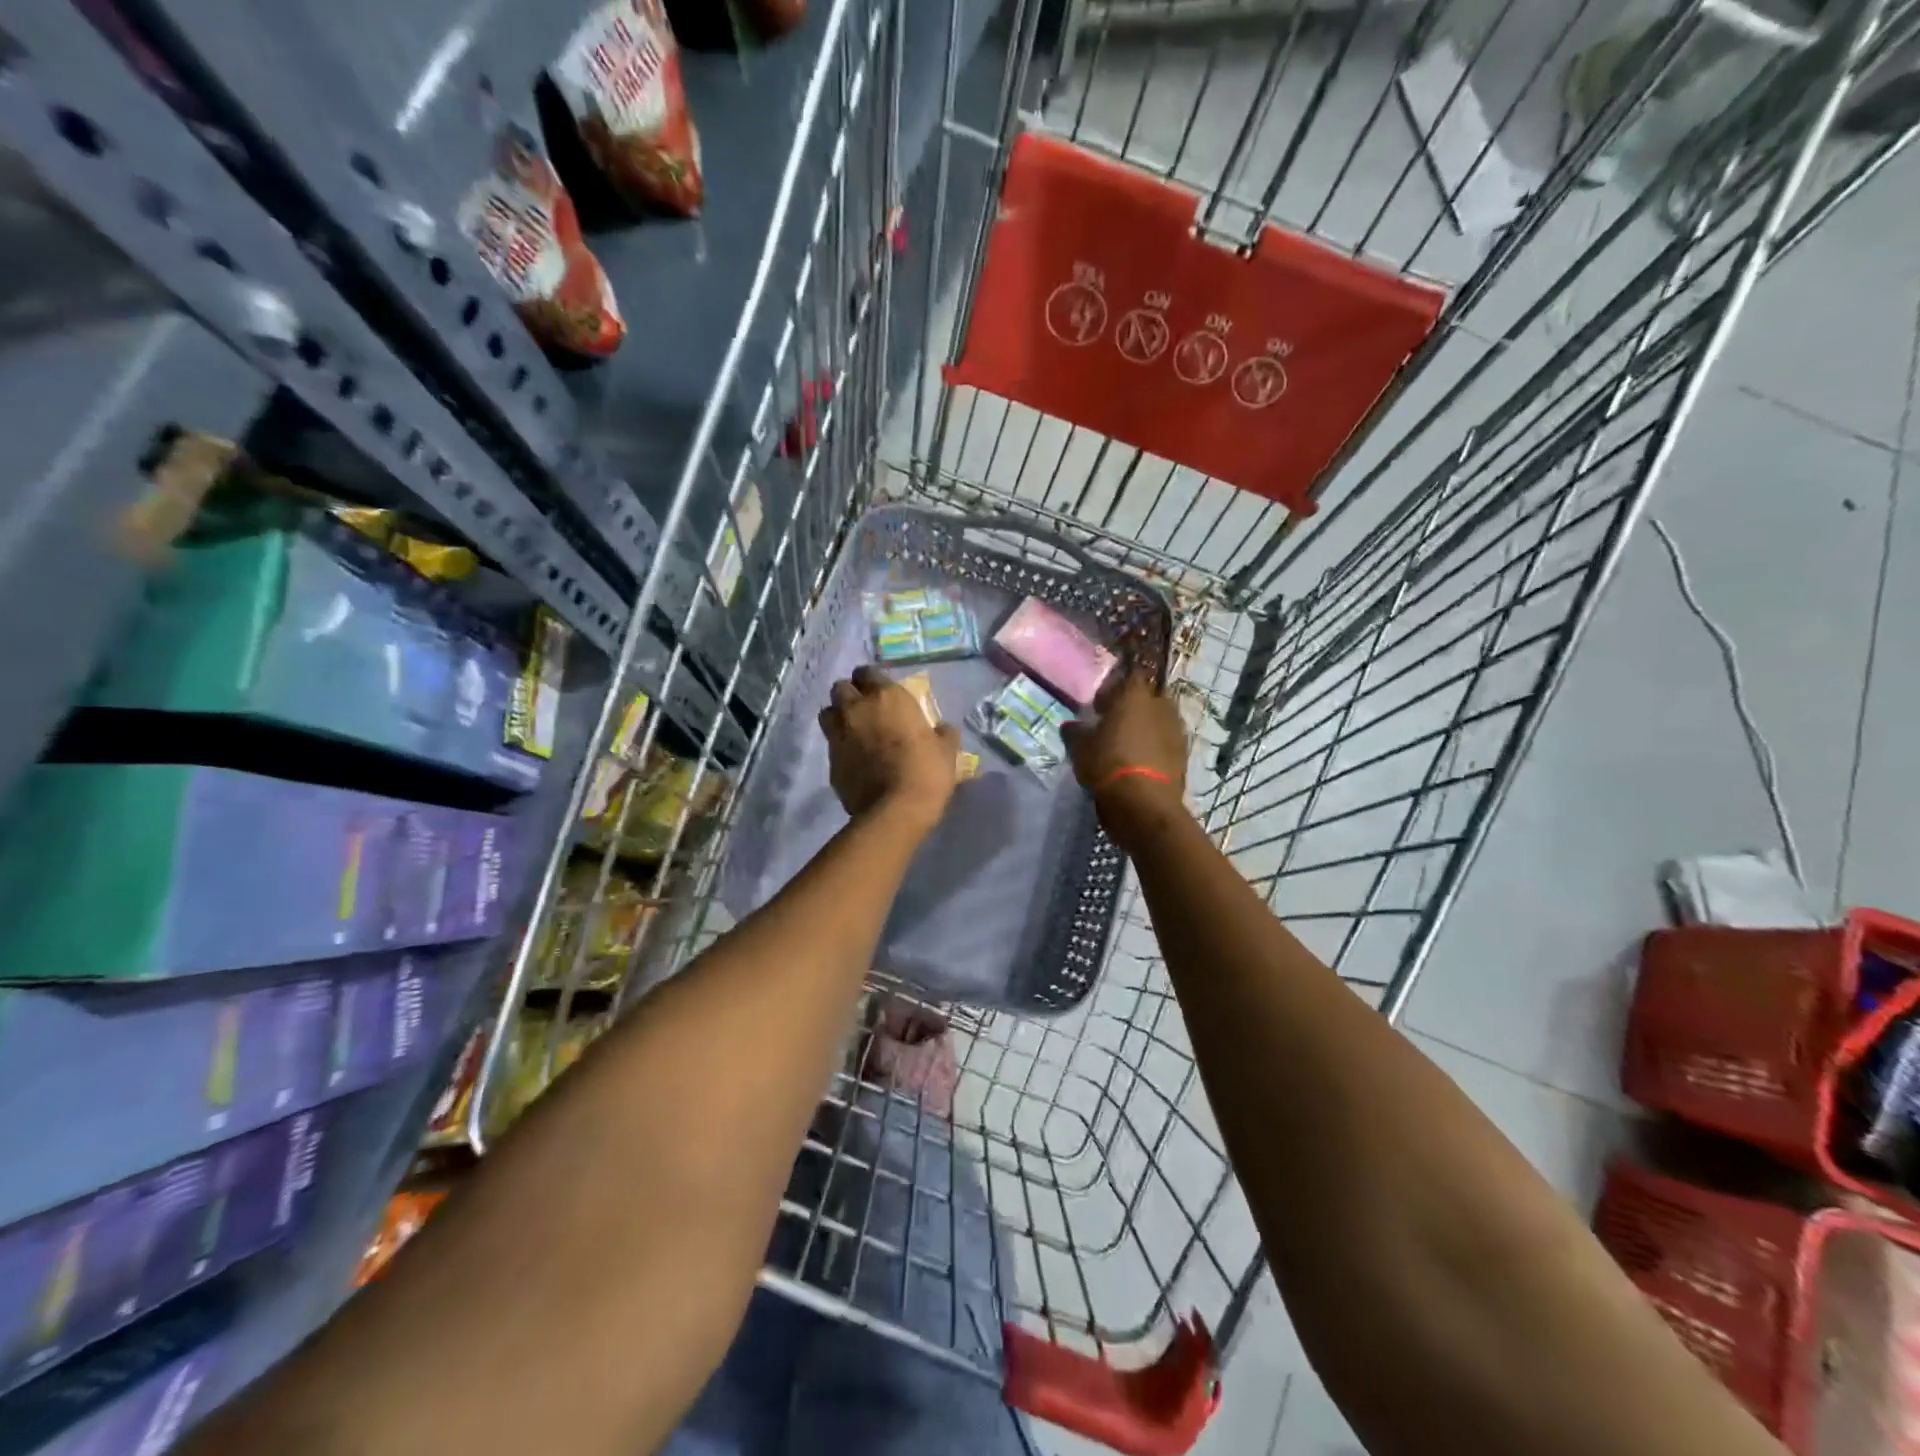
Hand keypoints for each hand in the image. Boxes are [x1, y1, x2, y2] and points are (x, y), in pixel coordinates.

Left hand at [818, 665, 961, 832]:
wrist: (895, 810)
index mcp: (886, 697)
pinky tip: (853, 758)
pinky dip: (839, 746)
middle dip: (850, 695)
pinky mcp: (830, 761)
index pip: (867, 672)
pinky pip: (831, 744)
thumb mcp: (946, 750)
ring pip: (827, 713)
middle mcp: (856, 709)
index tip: (881, 691)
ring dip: (838, 716)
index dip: (872, 680)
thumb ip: (943, 733)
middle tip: (864, 708)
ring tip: (852, 730)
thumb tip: (943, 728)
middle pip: (840, 688)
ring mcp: (839, 734)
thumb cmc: (926, 771)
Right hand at [1061, 671, 1188, 846]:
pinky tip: (1141, 763)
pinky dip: (1156, 748)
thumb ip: (1075, 731)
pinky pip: (1166, 743)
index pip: (1129, 676)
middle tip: (1114, 724)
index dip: (1115, 689)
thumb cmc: (1107, 764)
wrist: (1144, 804)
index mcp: (1135, 695)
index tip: (1101, 705)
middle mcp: (1161, 705)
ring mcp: (1176, 730)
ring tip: (1128, 747)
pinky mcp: (1184, 754)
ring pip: (1159, 720)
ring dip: (1147, 728)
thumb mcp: (1080, 747)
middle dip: (1133, 707)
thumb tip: (1072, 725)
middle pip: (1147, 698)